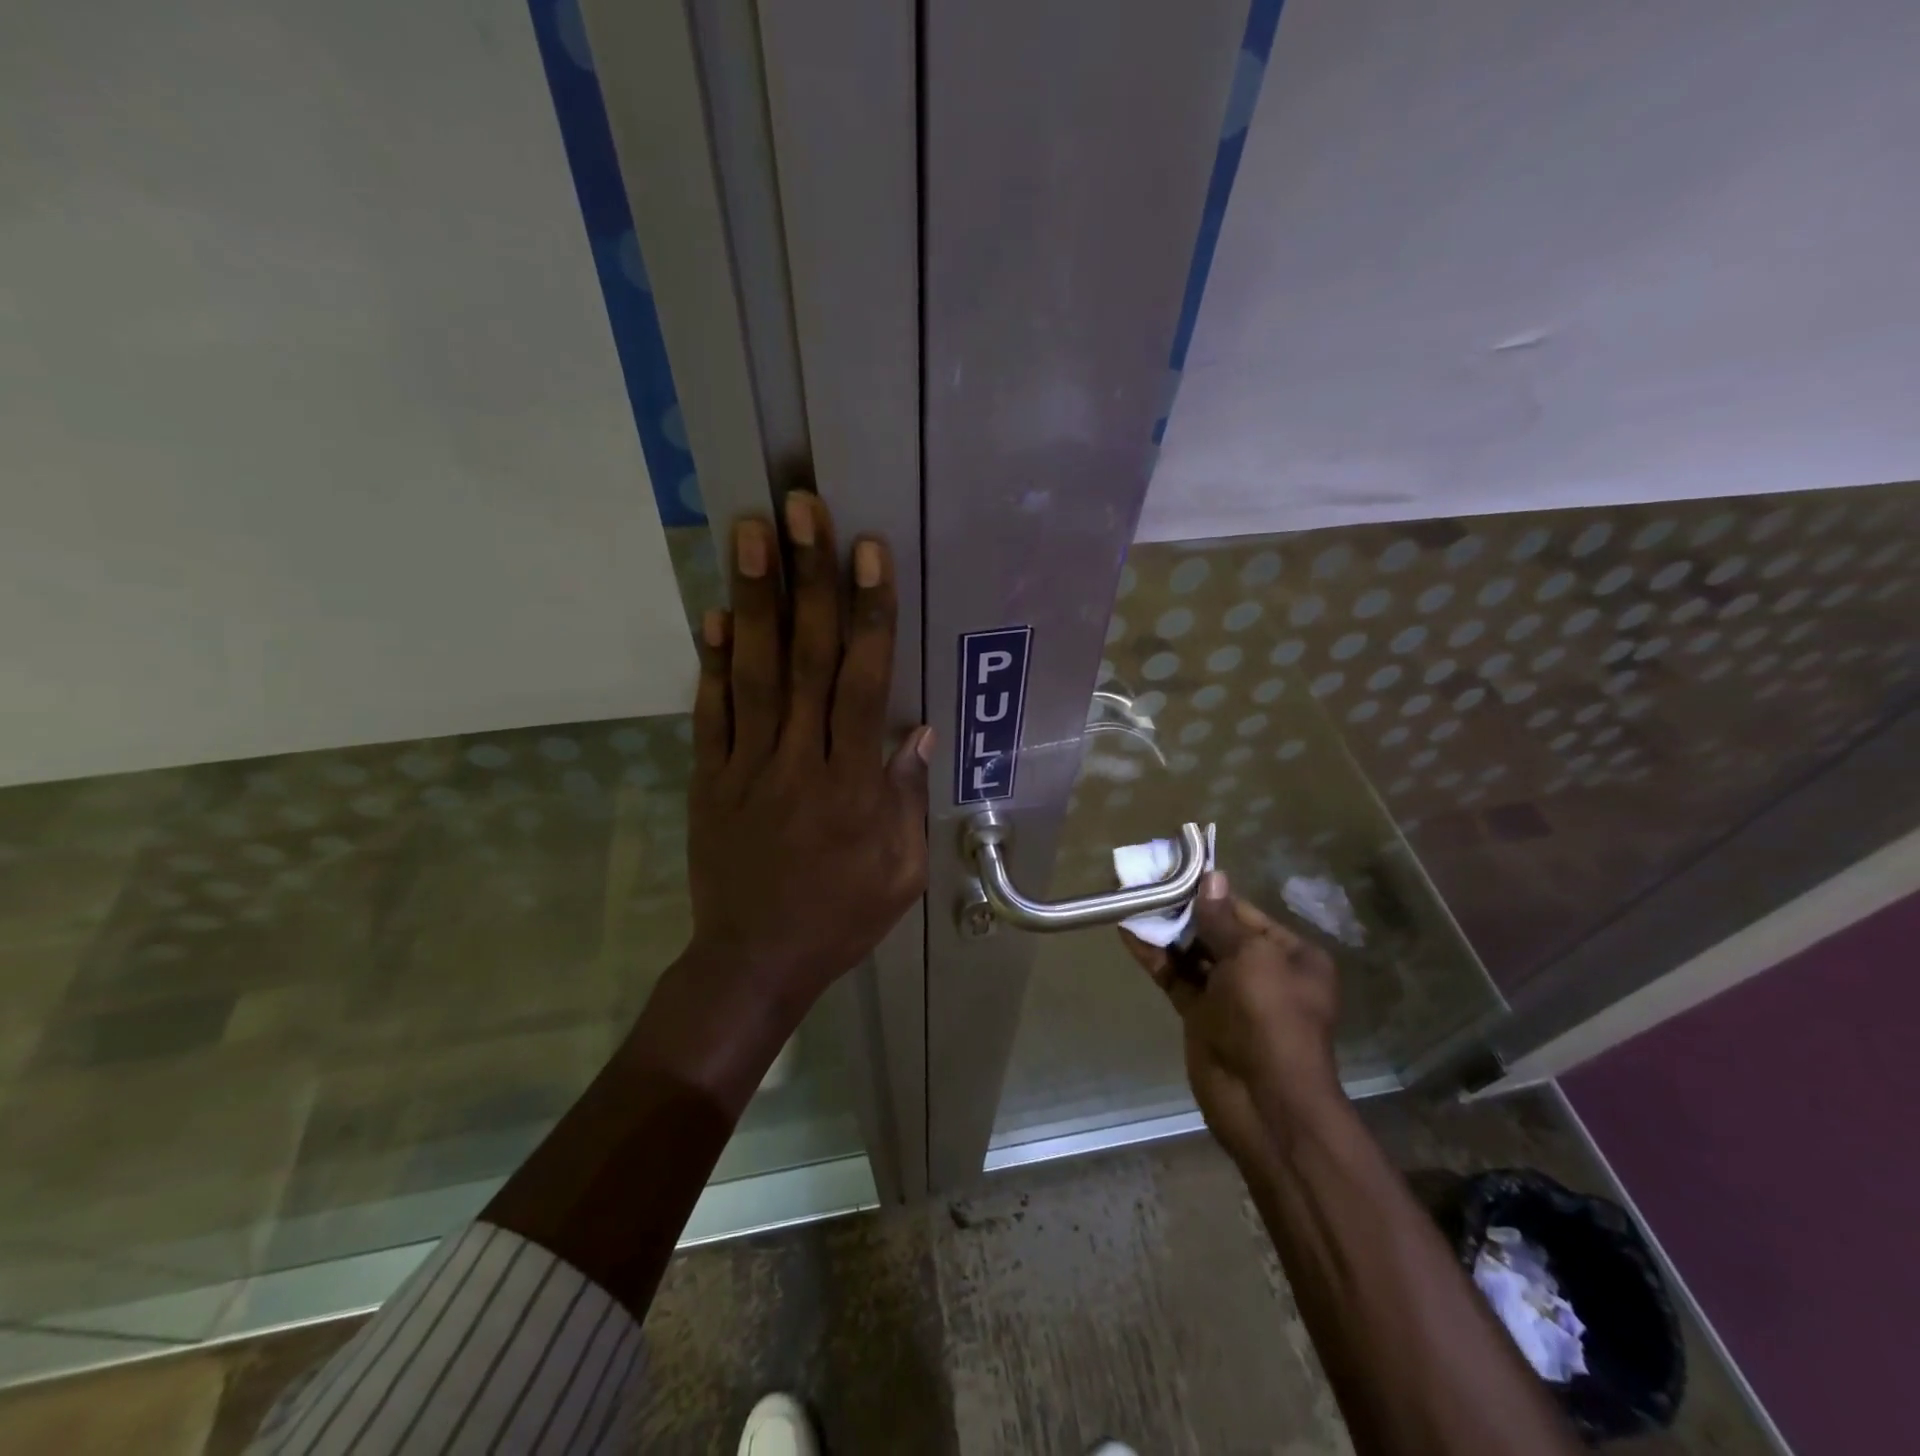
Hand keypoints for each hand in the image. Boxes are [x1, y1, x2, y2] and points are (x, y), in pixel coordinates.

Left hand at [686, 492, 930, 1009]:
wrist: (754, 963)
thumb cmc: (840, 919)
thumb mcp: (901, 873)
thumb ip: (905, 800)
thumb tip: (914, 731)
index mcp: (853, 788)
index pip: (863, 685)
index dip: (868, 615)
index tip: (867, 552)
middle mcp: (799, 763)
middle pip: (806, 659)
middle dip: (808, 580)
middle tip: (802, 509)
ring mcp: (746, 767)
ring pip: (753, 673)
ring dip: (753, 600)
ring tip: (751, 533)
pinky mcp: (709, 779)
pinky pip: (711, 714)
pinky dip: (710, 662)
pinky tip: (710, 613)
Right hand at [1123, 871, 1344, 1169]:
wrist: (1263, 1101)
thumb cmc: (1269, 1017)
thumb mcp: (1251, 958)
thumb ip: (1222, 919)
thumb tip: (1211, 878)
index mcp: (1290, 956)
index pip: (1244, 912)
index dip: (1210, 893)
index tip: (1175, 869)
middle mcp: (1262, 972)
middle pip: (1216, 931)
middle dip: (1183, 910)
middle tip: (1146, 882)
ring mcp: (1230, 996)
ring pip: (1192, 954)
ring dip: (1165, 930)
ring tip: (1132, 899)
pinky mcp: (1202, 1016)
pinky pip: (1177, 978)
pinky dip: (1156, 957)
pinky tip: (1130, 933)